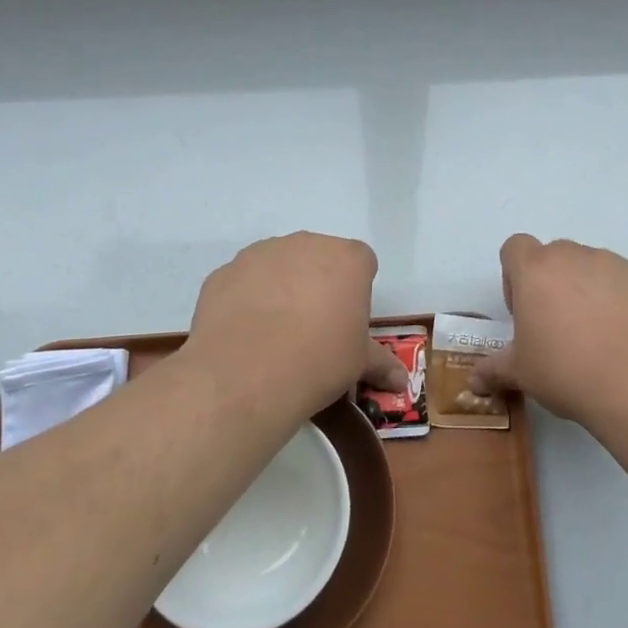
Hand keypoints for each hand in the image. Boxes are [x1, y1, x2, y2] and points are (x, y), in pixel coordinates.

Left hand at [184, 232, 407, 414]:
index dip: (355, 291)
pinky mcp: (225, 271)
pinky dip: (245, 298)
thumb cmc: (320, 360)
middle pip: (318, 257)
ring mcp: (261, 253)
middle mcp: (307, 243)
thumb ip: (380, 364)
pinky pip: (243, 281)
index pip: (361, 263)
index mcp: (349, 259)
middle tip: (313, 327)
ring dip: (280, 286)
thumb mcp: (358, 364)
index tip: (347, 321)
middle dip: (318, 283)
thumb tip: (402, 383)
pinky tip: (244, 333)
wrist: (247, 374)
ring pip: (278, 264)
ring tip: (274, 332)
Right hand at [473, 235, 627, 425]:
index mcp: (537, 270)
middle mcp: (576, 257)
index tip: (524, 312)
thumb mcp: (521, 374)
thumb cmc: (568, 371)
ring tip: (597, 339)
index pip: (515, 247)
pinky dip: (622, 305)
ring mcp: (618, 266)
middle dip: (552, 284)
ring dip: (588, 293)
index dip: (514, 276)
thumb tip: (473, 381)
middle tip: (558, 329)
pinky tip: (627, 343)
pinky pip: (626, 287)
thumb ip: (493, 370)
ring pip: (593, 269)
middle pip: (555, 257)